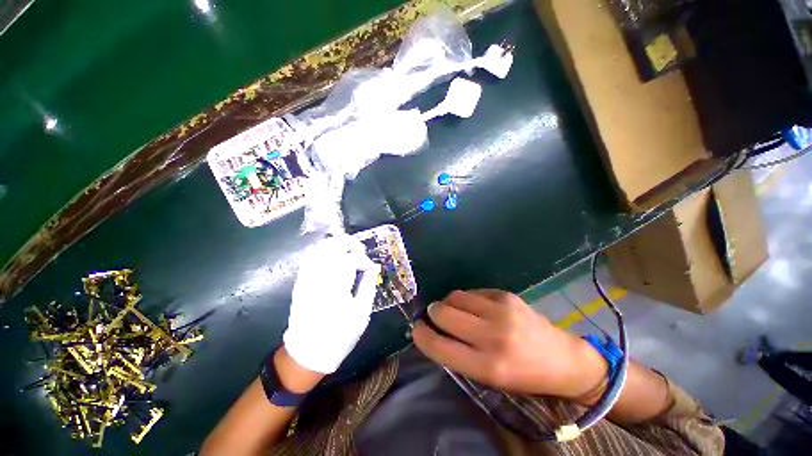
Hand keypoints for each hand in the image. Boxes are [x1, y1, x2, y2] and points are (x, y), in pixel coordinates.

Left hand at [283, 235, 378, 373]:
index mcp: (335, 287)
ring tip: (347, 247)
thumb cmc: (339, 335)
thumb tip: (375, 267)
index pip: (350, 259)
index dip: (362, 259)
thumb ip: (368, 286)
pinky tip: (332, 254)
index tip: (370, 267)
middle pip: (331, 247)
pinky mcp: (300, 282)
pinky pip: (310, 258)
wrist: (308, 353)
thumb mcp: (361, 313)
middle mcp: (318, 279)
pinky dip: (322, 251)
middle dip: (347, 243)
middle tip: (359, 248)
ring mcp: (306, 279)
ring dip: (334, 244)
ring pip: (318, 249)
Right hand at [412, 290, 608, 398]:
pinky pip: (472, 292)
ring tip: (456, 311)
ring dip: (448, 303)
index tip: (417, 329)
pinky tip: (476, 308)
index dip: (422, 335)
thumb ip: (458, 354)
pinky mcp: (506, 295)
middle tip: (435, 316)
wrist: (562, 359)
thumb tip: (432, 330)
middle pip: (443, 312)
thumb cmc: (522, 375)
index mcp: (488, 366)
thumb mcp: (488, 377)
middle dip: (432, 313)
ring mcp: (501, 310)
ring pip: (455, 296)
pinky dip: (466, 299)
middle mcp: (493, 335)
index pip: (440, 346)